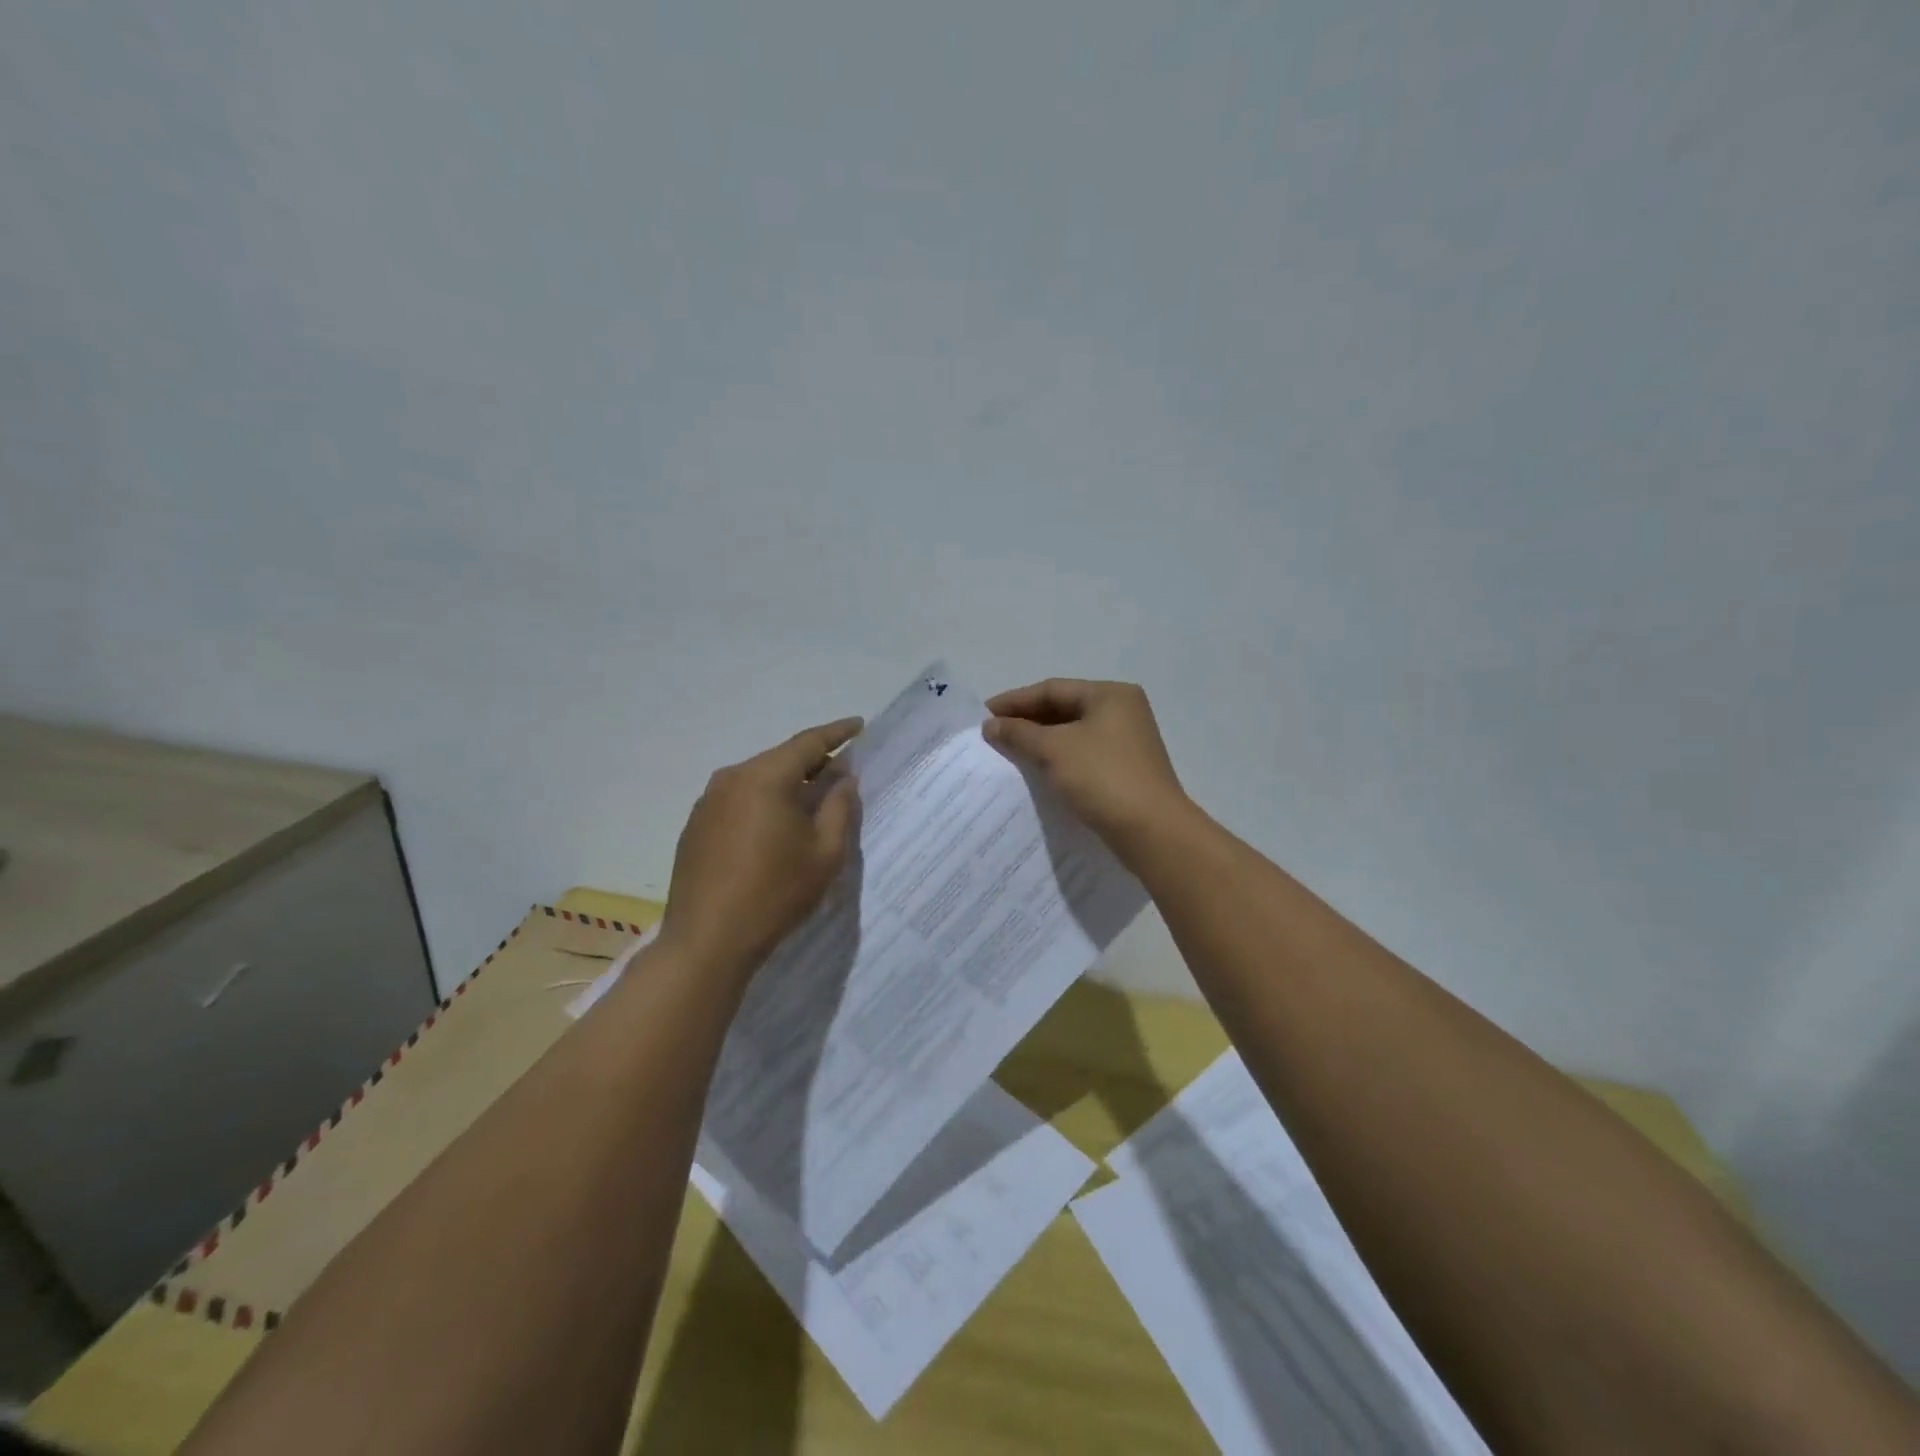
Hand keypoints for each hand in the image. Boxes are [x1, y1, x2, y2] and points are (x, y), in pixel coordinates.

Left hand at [659, 718, 862, 984]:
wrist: (707, 941)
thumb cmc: (775, 895)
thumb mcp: (824, 854)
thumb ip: (839, 808)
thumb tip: (843, 780)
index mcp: (765, 778)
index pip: (808, 743)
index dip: (837, 733)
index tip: (859, 726)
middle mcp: (731, 779)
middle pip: (780, 759)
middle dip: (813, 762)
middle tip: (841, 772)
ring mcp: (708, 802)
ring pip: (758, 779)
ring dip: (787, 784)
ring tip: (812, 801)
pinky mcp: (696, 825)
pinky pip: (738, 800)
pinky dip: (763, 803)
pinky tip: (775, 827)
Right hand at [983, 679, 1190, 851]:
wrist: (1151, 831)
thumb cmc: (1102, 777)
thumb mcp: (1054, 749)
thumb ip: (1019, 733)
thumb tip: (991, 725)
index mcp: (1110, 695)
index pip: (1053, 689)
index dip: (1015, 700)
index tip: (983, 714)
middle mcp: (1122, 711)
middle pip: (1064, 708)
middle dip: (1027, 720)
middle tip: (992, 733)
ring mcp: (1126, 742)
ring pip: (1072, 733)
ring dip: (1040, 740)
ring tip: (1008, 751)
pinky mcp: (1125, 769)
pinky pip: (1082, 754)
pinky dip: (1057, 757)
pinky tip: (1036, 770)